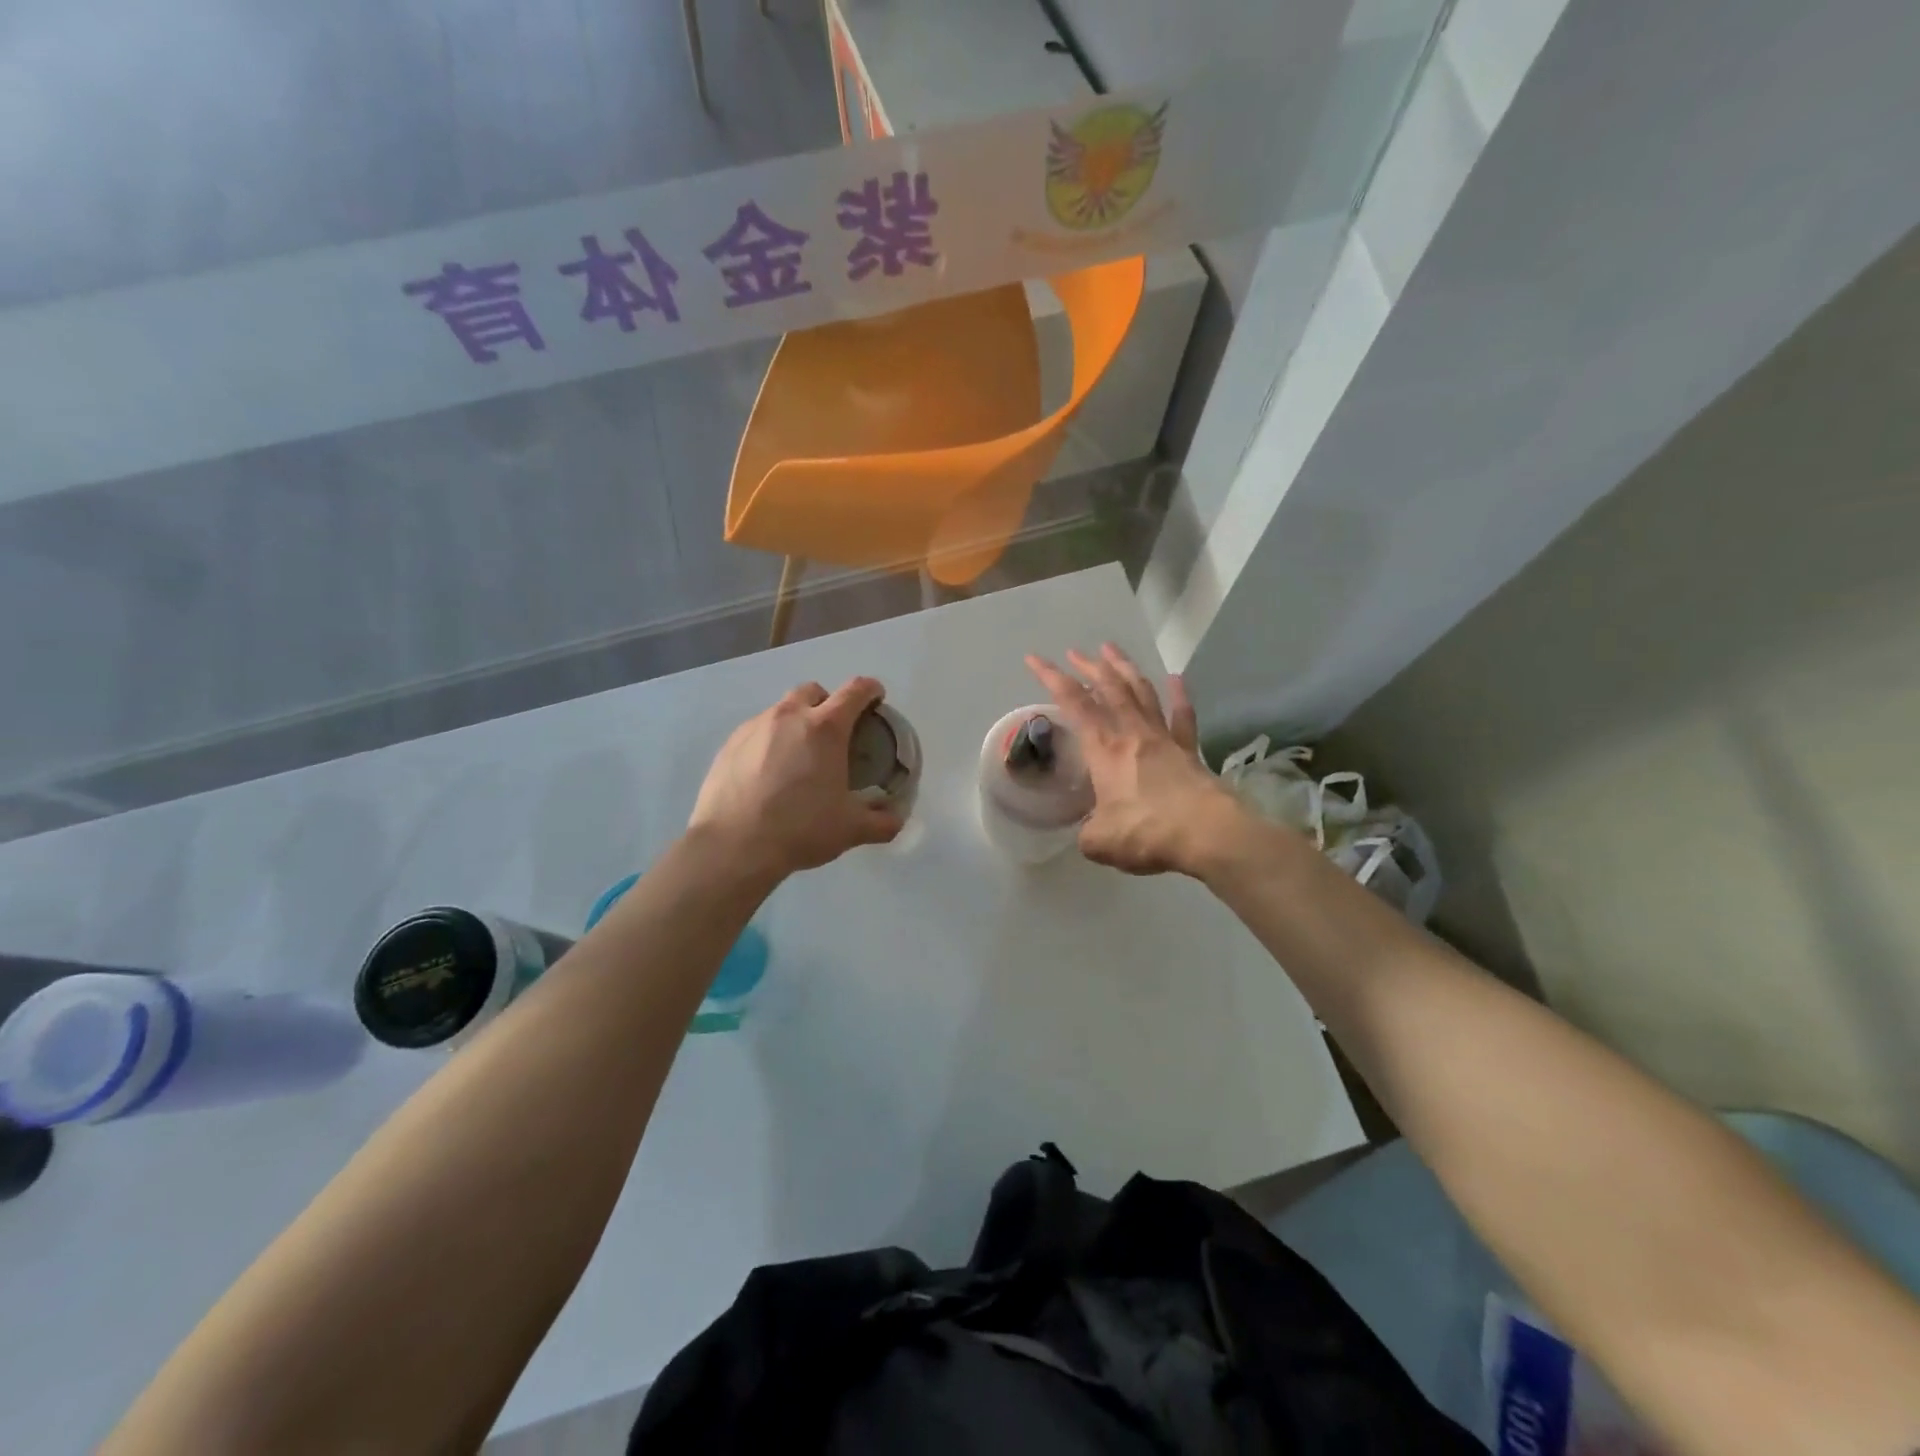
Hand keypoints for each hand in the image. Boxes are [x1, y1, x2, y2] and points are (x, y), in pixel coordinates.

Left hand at [689, 677, 903, 880]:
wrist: (733, 846)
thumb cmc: (800, 829)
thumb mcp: (850, 830)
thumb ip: (881, 823)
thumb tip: (895, 819)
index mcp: (826, 728)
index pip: (856, 691)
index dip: (871, 690)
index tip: (876, 699)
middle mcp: (789, 716)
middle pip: (813, 691)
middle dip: (828, 702)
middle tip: (834, 732)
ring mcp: (755, 727)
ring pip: (781, 709)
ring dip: (796, 721)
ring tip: (798, 755)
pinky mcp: (729, 744)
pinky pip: (756, 731)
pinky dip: (769, 741)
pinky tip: (768, 772)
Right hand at [1026, 645, 1244, 876]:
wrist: (1208, 834)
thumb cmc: (1146, 832)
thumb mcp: (1100, 841)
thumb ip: (1088, 833)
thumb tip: (1089, 833)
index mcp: (1105, 749)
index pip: (1074, 703)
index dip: (1052, 678)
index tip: (1035, 659)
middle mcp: (1132, 734)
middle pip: (1110, 688)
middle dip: (1089, 666)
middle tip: (1075, 652)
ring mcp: (1164, 738)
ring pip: (1142, 692)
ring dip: (1125, 668)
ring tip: (1112, 649)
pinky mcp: (1190, 751)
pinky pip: (1183, 716)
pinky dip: (1179, 695)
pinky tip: (1176, 679)